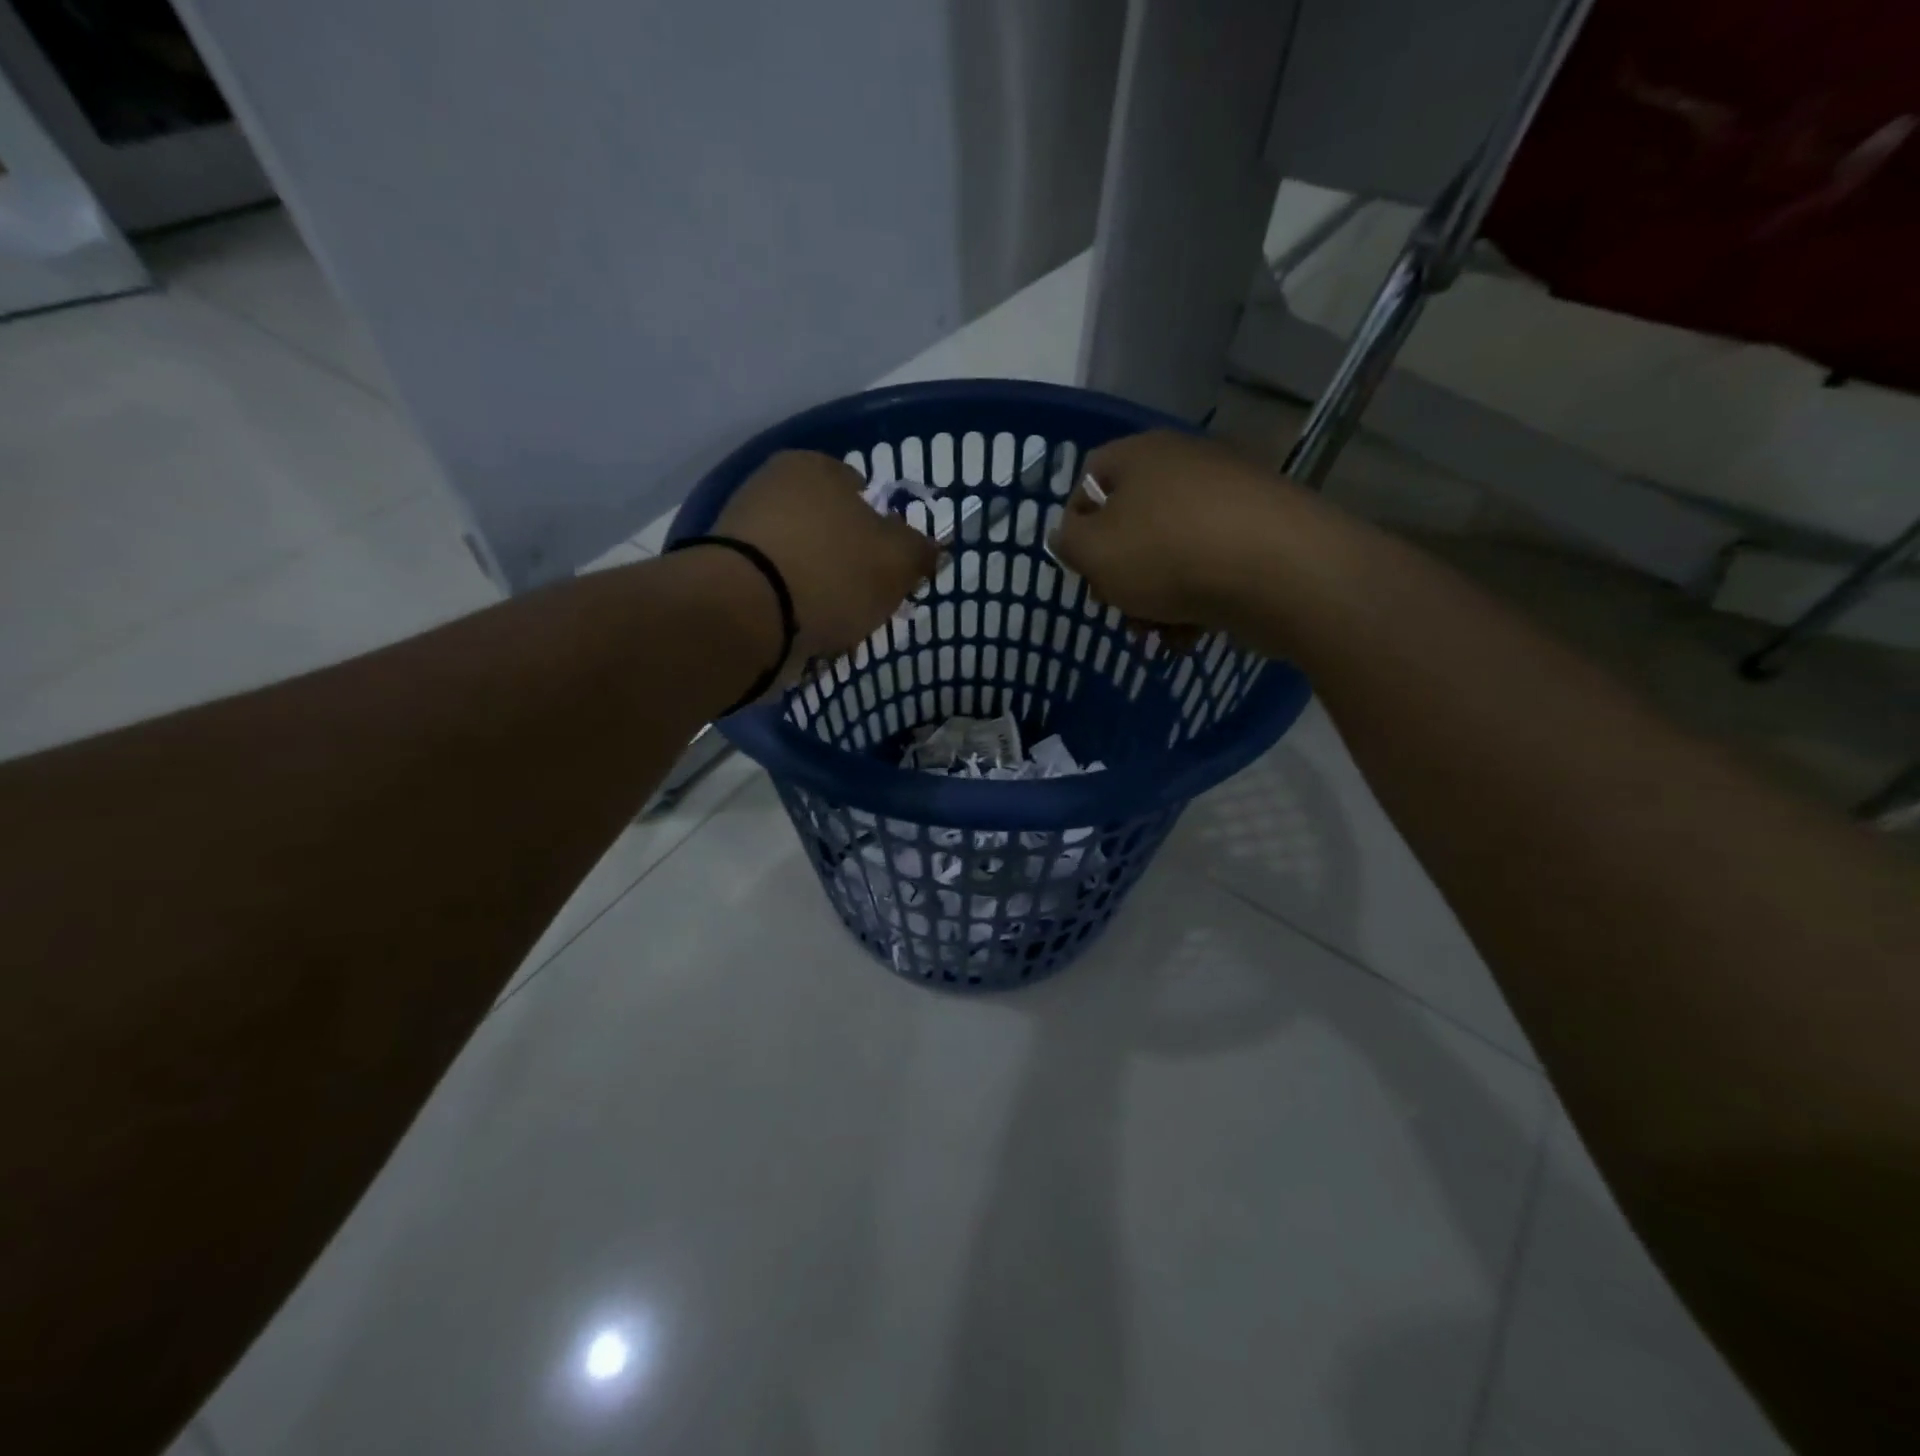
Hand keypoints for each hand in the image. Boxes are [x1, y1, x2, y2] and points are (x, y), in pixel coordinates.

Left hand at [714, 450, 938, 675]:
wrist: (745, 617)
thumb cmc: (830, 571)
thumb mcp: (898, 559)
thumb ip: (920, 550)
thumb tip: (929, 549)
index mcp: (813, 467)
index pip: (861, 490)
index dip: (884, 529)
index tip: (892, 566)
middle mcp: (770, 488)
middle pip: (830, 532)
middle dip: (851, 567)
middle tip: (869, 602)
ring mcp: (741, 534)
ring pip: (803, 566)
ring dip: (822, 595)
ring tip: (839, 629)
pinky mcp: (724, 579)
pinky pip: (777, 595)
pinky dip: (794, 614)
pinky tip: (807, 638)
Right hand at [1052, 431, 1298, 637]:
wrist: (1281, 572)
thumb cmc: (1169, 555)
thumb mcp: (1093, 552)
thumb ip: (1068, 543)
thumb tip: (1068, 534)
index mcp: (1141, 456)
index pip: (1090, 476)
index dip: (1075, 522)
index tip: (1080, 566)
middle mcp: (1186, 465)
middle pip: (1132, 521)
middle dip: (1119, 572)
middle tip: (1117, 606)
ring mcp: (1228, 499)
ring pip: (1170, 551)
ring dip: (1153, 597)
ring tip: (1155, 633)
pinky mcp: (1260, 534)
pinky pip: (1210, 566)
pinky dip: (1194, 600)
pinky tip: (1190, 634)